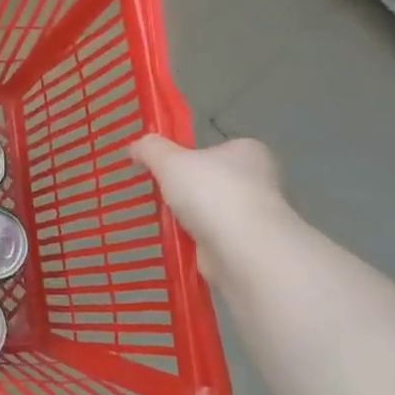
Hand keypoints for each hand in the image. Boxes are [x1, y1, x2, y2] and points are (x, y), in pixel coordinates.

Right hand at [130, 134, 289, 279]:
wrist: (241, 248)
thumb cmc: (210, 192)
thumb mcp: (169, 161)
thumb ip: (151, 149)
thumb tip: (136, 147)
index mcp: (247, 151)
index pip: (216, 148)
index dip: (190, 157)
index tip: (165, 169)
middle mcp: (259, 180)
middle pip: (214, 180)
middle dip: (189, 190)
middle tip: (161, 195)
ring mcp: (256, 215)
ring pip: (214, 211)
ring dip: (192, 218)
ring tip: (164, 221)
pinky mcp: (249, 245)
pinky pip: (214, 238)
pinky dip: (196, 242)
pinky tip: (177, 244)